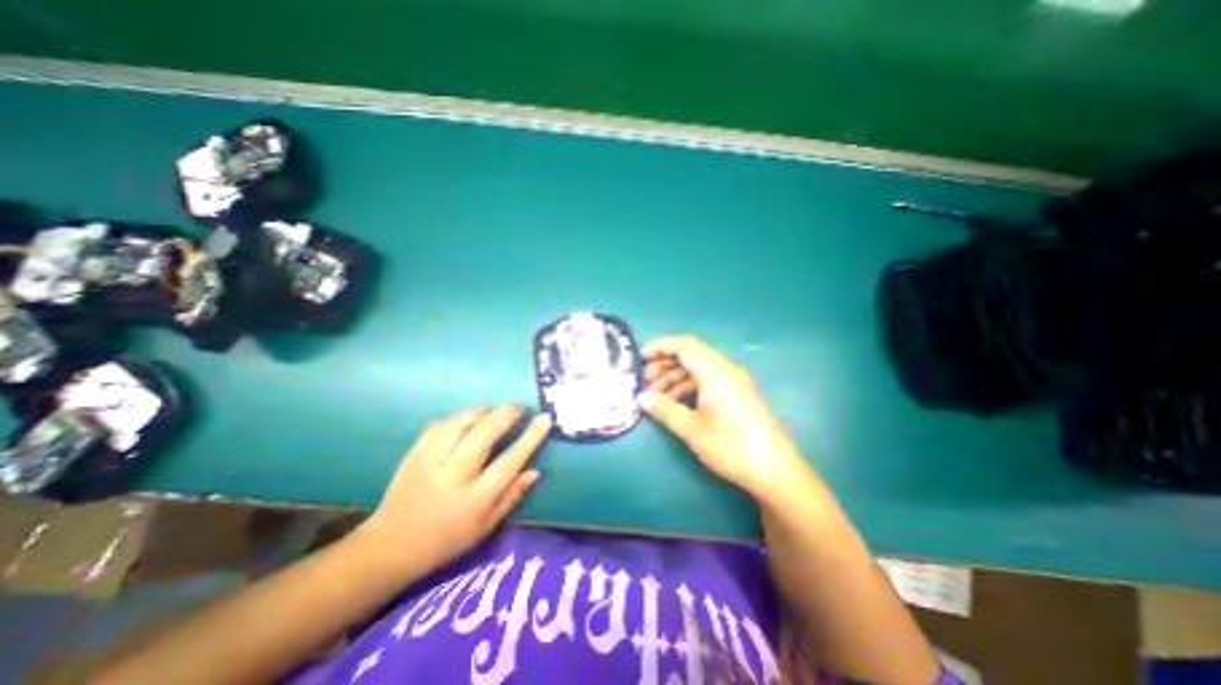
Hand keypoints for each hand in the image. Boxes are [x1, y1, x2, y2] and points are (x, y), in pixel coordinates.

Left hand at [356, 405, 550, 586]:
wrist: (389, 547)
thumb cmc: (446, 540)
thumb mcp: (485, 527)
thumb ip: (511, 496)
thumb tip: (534, 470)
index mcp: (475, 499)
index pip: (510, 461)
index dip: (530, 437)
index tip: (544, 418)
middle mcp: (453, 477)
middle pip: (484, 434)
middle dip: (506, 414)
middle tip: (518, 408)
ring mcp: (430, 462)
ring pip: (460, 423)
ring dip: (482, 411)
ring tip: (493, 411)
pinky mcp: (414, 454)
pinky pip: (439, 425)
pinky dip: (457, 417)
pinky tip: (466, 419)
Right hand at [640, 336, 807, 496]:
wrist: (776, 470)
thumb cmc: (732, 447)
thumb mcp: (692, 429)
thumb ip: (665, 409)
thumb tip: (641, 398)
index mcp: (715, 371)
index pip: (684, 345)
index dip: (660, 347)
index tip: (640, 358)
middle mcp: (726, 369)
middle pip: (691, 355)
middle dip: (665, 365)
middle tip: (645, 382)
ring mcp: (735, 380)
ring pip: (699, 368)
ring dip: (676, 377)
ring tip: (657, 396)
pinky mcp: (739, 392)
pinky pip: (709, 379)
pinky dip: (690, 386)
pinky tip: (677, 403)